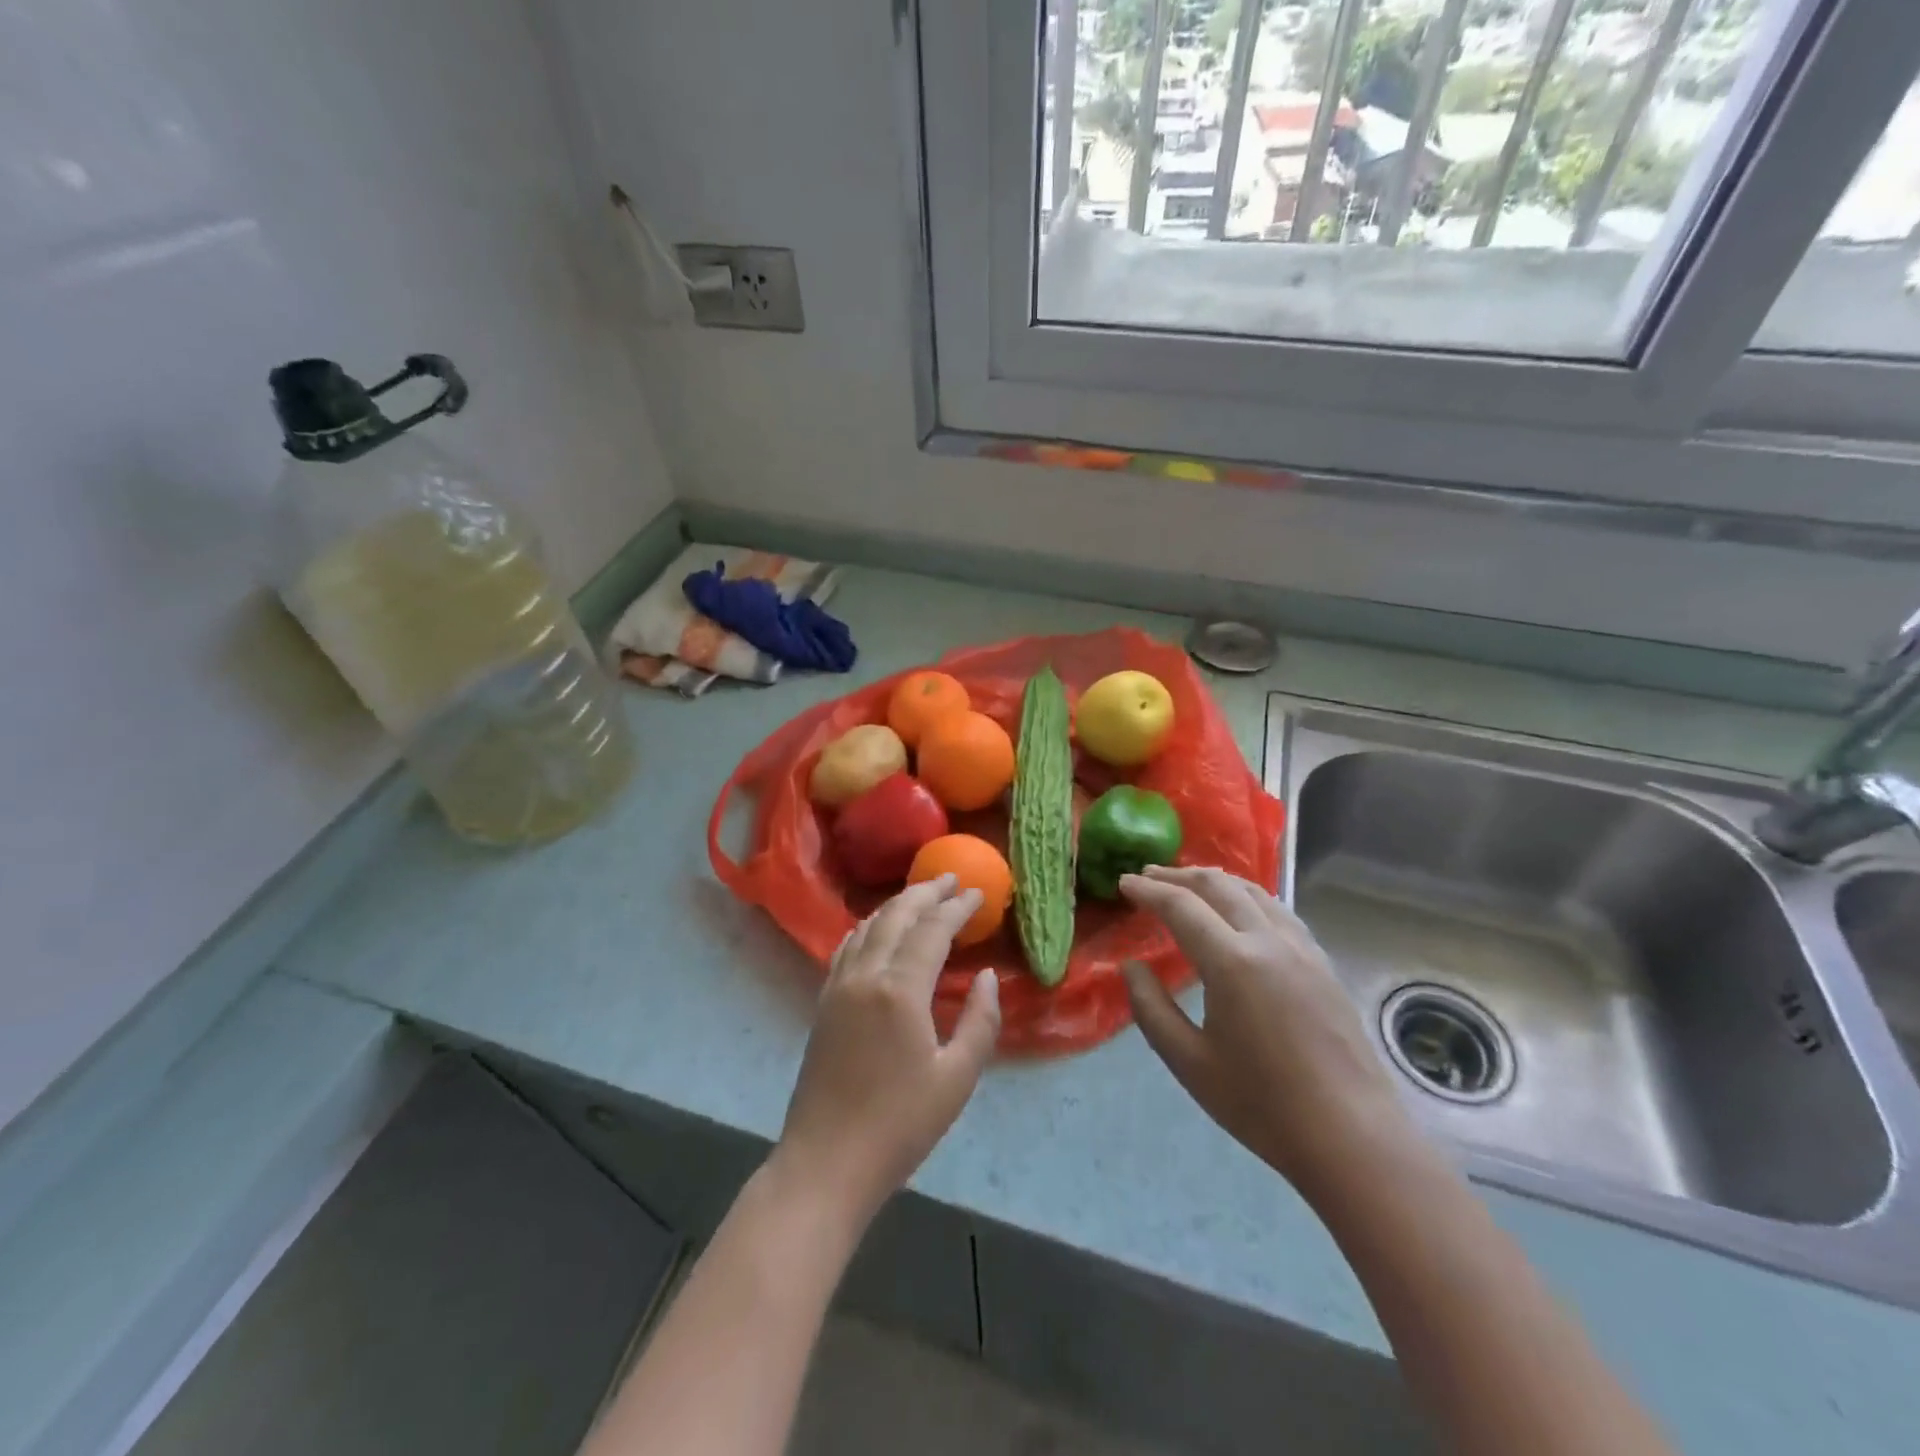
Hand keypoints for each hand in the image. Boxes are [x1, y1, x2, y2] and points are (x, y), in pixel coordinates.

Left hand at [772, 874, 1000, 1225]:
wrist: (826, 1162)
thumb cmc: (900, 1125)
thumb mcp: (957, 1078)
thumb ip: (980, 1021)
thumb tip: (987, 978)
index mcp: (900, 989)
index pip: (932, 930)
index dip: (957, 908)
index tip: (978, 893)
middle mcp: (865, 975)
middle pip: (897, 916)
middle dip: (925, 892)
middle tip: (951, 879)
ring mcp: (838, 986)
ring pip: (869, 926)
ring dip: (897, 905)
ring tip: (922, 896)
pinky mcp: (824, 1001)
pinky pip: (848, 946)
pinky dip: (869, 927)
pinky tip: (878, 928)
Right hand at [1119, 866, 1417, 1193]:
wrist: (1352, 1138)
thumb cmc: (1262, 1105)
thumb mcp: (1189, 1062)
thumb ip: (1151, 1008)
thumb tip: (1131, 967)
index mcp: (1232, 963)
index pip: (1181, 906)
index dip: (1148, 891)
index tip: (1123, 882)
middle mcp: (1268, 941)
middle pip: (1218, 886)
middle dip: (1178, 876)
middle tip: (1148, 875)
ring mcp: (1302, 949)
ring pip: (1253, 892)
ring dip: (1215, 881)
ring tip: (1189, 884)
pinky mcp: (1322, 963)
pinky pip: (1278, 910)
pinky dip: (1247, 897)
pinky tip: (1240, 911)